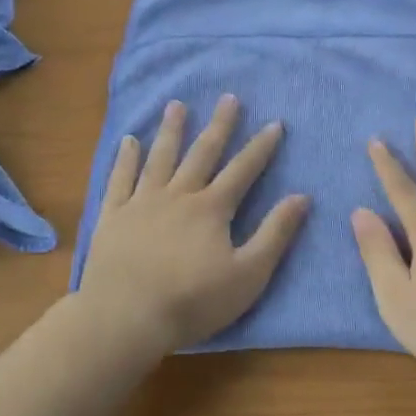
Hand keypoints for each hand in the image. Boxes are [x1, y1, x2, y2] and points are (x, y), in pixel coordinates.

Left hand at [78, 95, 308, 356]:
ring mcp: (142, 203)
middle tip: (228, 98)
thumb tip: (302, 197)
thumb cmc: (193, 301)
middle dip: (219, 125)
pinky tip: (129, 141)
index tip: (275, 123)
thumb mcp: (249, 274)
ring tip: (177, 105)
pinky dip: (126, 158)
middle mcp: (178, 195)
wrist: (125, 317)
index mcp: (212, 208)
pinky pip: (120, 179)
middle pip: (202, 153)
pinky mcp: (113, 216)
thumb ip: (275, 233)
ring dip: (171, 130)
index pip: (243, 170)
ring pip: (160, 158)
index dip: (261, 146)